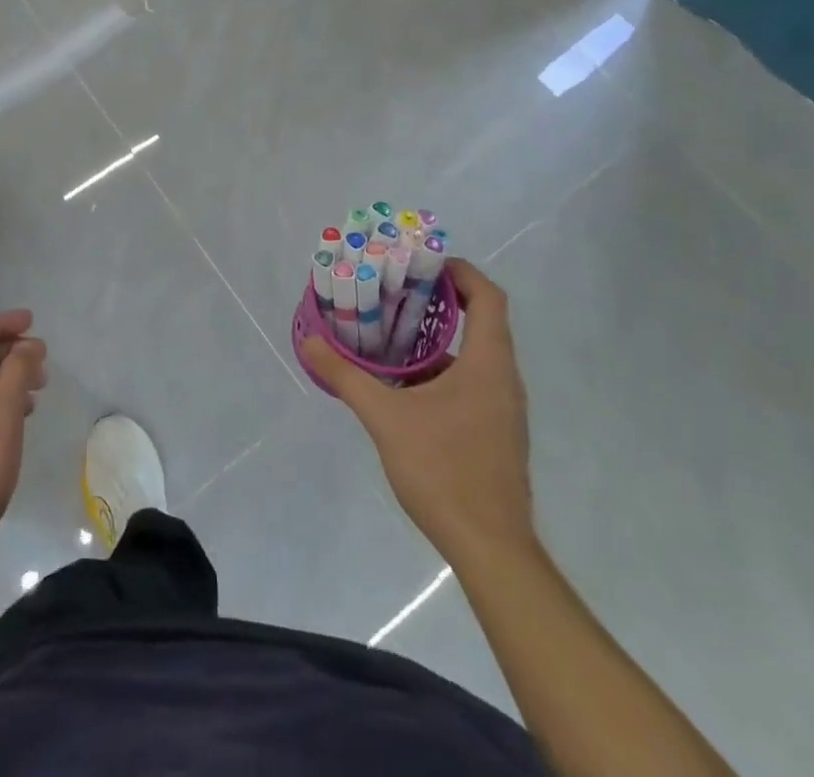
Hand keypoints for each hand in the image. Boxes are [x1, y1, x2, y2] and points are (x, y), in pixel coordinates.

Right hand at [301, 260, 534, 565]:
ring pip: (475, 355)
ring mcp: (504, 409)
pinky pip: (473, 382)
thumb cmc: (444, 470)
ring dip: (438, 339)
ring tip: (392, 334)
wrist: (491, 549)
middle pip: (482, 320)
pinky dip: (443, 370)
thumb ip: (347, 377)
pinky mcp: (497, 432)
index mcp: (487, 364)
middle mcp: (503, 379)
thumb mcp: (385, 419)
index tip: (422, 263)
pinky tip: (406, 387)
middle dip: (439, 301)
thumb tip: (310, 342)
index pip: (488, 297)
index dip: (460, 271)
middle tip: (396, 291)